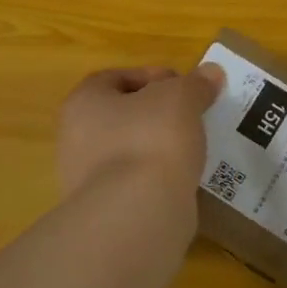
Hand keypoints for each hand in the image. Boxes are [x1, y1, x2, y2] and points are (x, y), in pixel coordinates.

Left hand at [56, 63, 224, 198]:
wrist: (138, 214)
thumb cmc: (151, 139)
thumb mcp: (181, 98)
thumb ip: (196, 84)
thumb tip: (211, 73)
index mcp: (83, 103)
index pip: (114, 78)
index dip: (151, 76)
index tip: (183, 85)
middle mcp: (75, 140)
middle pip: (121, 116)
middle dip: (156, 114)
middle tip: (191, 115)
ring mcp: (87, 181)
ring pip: (130, 152)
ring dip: (159, 148)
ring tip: (194, 148)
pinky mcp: (107, 212)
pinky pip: (136, 184)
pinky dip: (159, 178)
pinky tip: (184, 178)